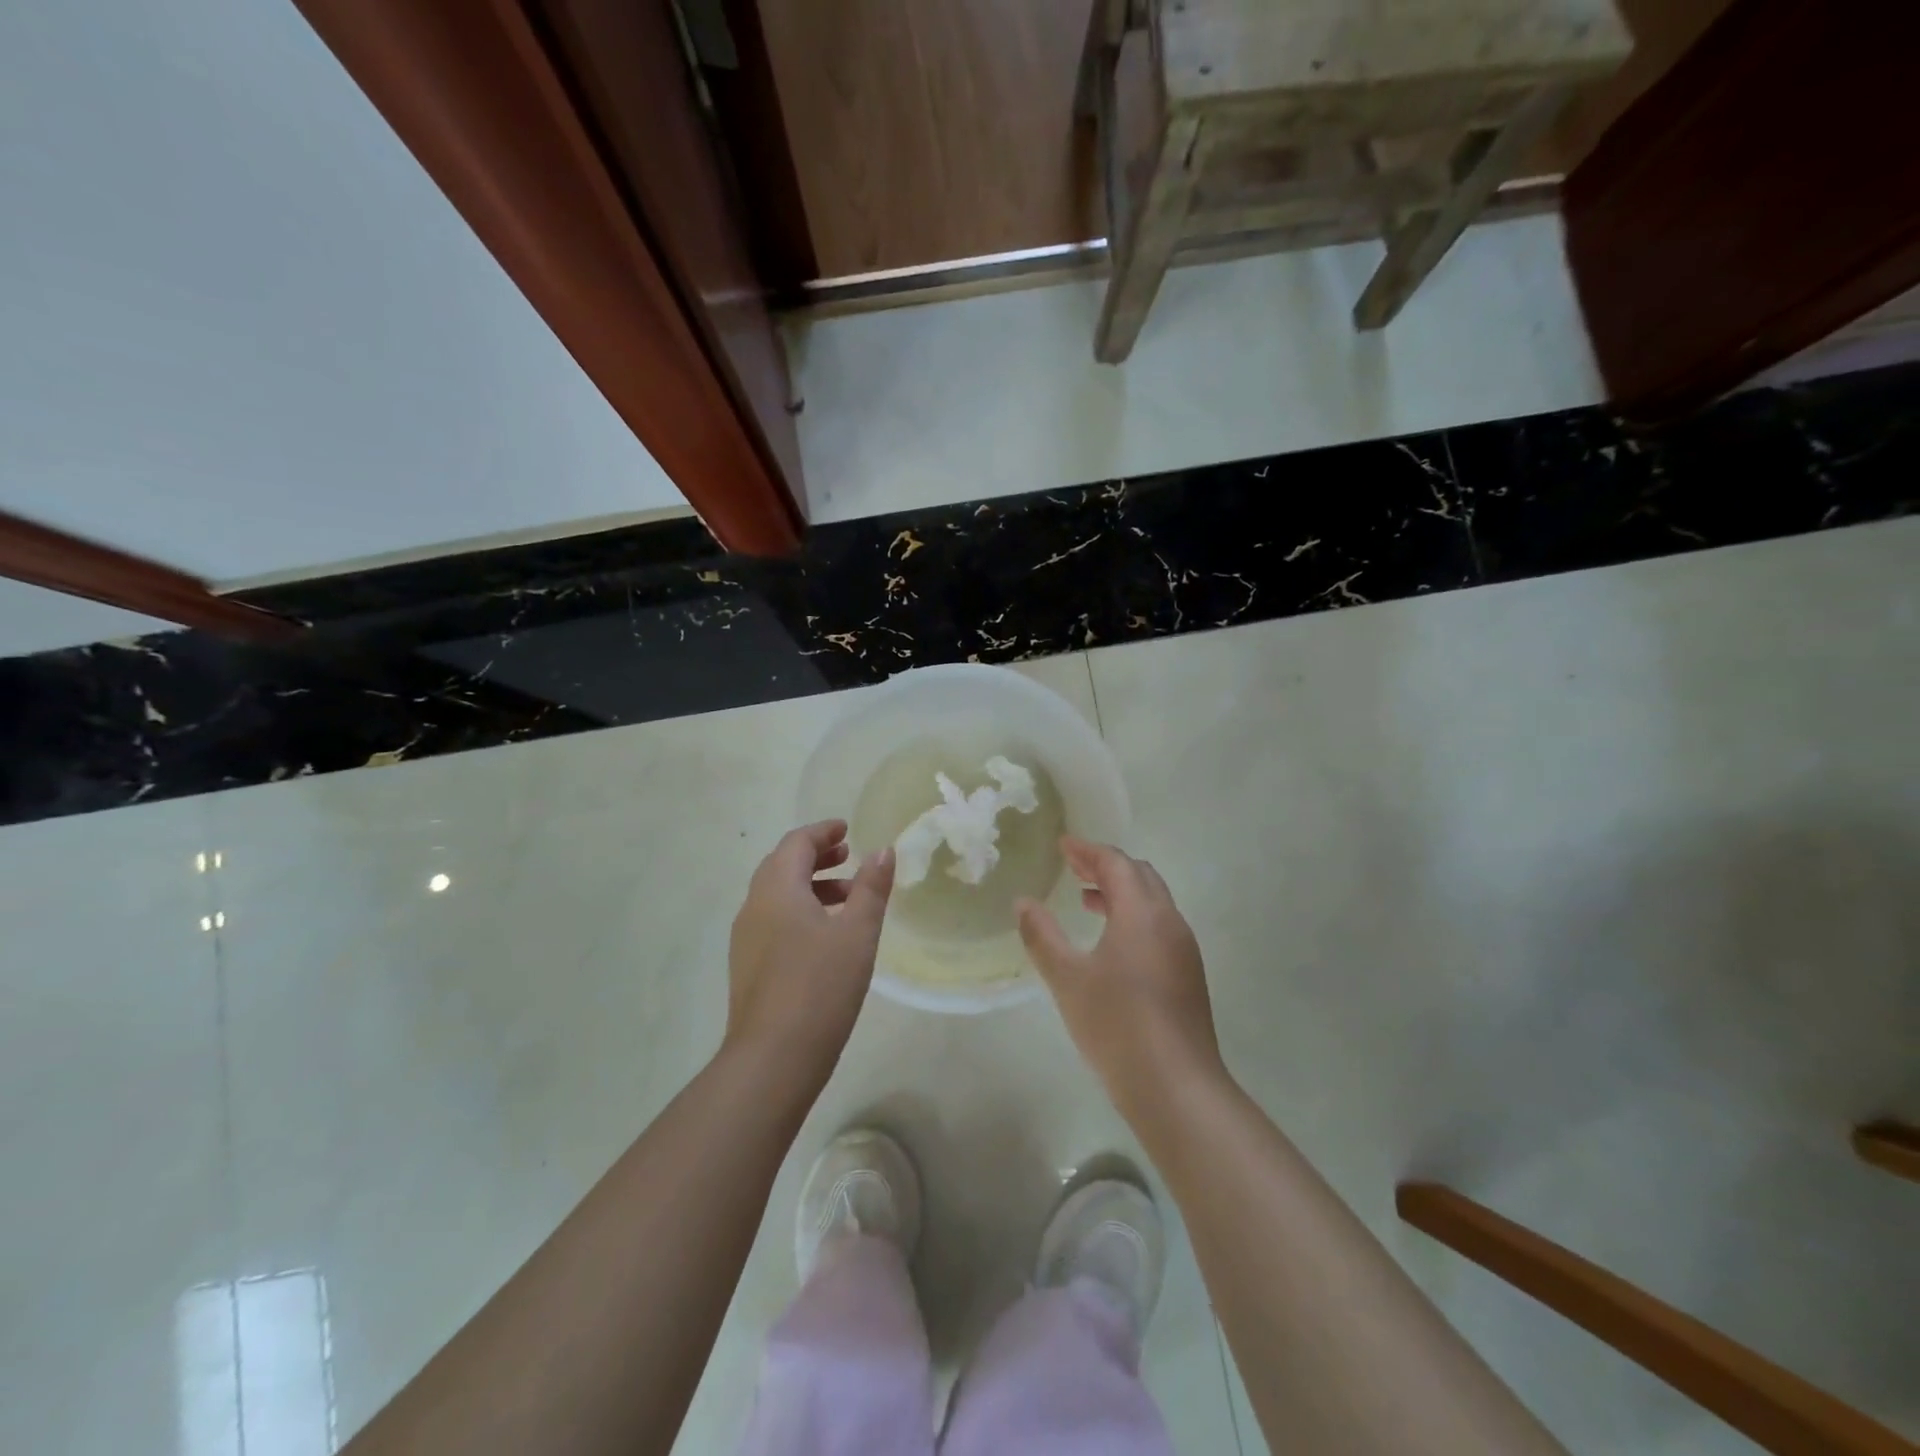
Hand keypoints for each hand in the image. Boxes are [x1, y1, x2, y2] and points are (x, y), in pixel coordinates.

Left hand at [725, 820, 894, 1080]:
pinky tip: (826, 935)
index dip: (823, 832)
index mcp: (776, 889)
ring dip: (810, 885)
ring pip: (777, 895)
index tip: (847, 829)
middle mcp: (754, 906)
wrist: (773, 1058)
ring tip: (848, 897)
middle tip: (849, 856)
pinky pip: (773, 920)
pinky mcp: (748, 966)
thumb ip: (872, 887)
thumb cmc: (820, 986)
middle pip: (782, 865)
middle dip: (816, 856)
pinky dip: (799, 910)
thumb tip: (883, 850)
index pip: (796, 843)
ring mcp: (746, 939)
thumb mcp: (858, 933)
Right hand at [1016, 838, 1223, 1115]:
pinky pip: (1160, 926)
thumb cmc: (1117, 1025)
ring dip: (1121, 892)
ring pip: (1153, 902)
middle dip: (1106, 866)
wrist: (1176, 1087)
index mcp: (1142, 913)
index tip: (1062, 845)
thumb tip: (1023, 903)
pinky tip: (1111, 943)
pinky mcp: (1188, 975)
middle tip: (1073, 867)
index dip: (1088, 850)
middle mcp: (1169, 922)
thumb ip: (1042, 936)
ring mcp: (1184, 949)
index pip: (1117, 863)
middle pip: (1140, 876)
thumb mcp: (1067, 978)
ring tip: (1087, 900)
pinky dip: (1134, 917)